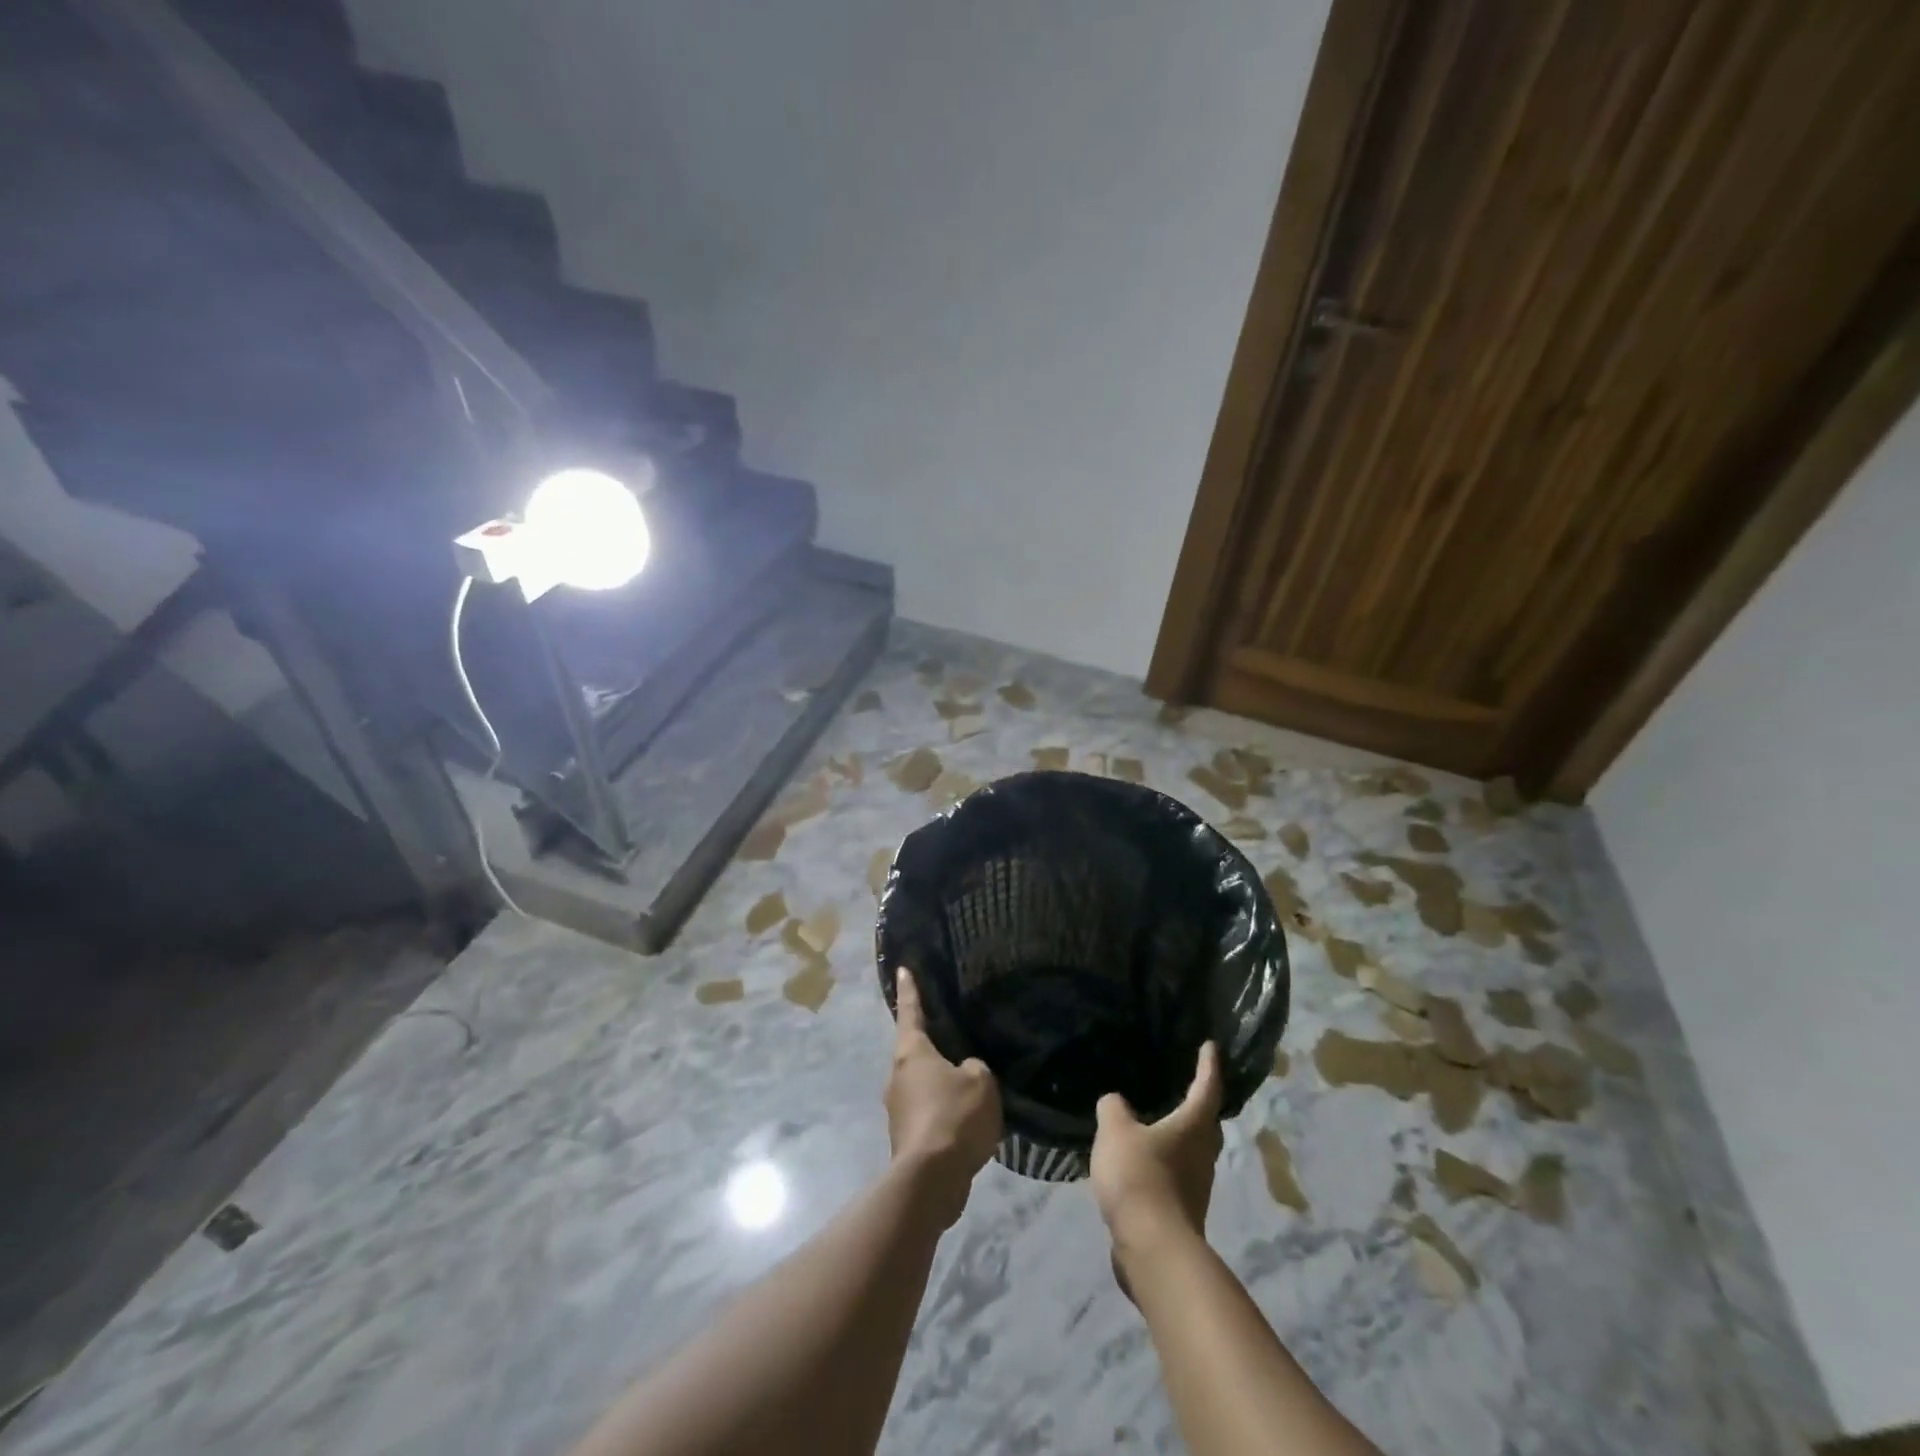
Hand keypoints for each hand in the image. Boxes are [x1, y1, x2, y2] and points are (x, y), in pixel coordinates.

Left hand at [886, 970, 1000, 1225]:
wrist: (931, 1179)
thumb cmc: (953, 1116)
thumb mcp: (980, 1081)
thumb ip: (975, 1068)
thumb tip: (964, 1072)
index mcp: (911, 1053)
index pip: (911, 1011)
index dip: (910, 989)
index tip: (903, 969)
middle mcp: (897, 1076)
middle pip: (914, 1051)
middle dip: (931, 1045)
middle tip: (953, 1038)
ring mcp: (897, 1108)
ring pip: (921, 1084)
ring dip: (939, 1083)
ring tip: (967, 1086)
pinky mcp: (905, 1137)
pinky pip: (927, 1112)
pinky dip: (943, 1111)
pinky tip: (964, 1121)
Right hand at [1091, 1042, 1223, 1262]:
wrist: (1152, 1247)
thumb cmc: (1140, 1176)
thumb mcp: (1116, 1130)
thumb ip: (1114, 1108)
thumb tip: (1116, 1102)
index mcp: (1192, 1127)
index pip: (1206, 1088)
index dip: (1208, 1066)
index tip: (1211, 1047)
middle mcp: (1202, 1155)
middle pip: (1207, 1124)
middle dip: (1200, 1105)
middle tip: (1188, 1087)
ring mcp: (1196, 1188)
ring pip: (1194, 1153)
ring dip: (1182, 1138)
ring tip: (1159, 1125)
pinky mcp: (1183, 1213)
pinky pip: (1177, 1177)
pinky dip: (1166, 1165)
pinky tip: (1144, 1164)